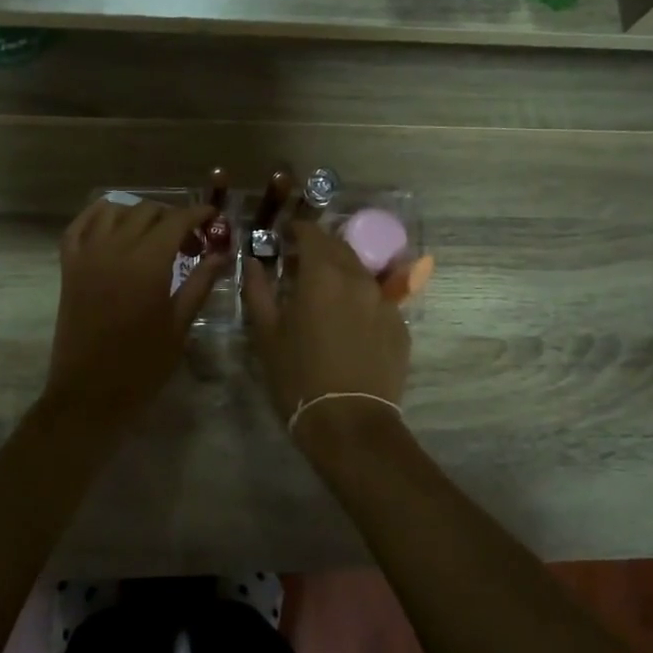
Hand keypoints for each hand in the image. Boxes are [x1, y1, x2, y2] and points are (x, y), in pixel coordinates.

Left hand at [44, 195, 226, 419]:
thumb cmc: (141, 366)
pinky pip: (79, 226)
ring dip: (137, 214)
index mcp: (147, 264)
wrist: (89, 394)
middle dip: (173, 217)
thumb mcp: (179, 325)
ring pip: (113, 210)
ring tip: (153, 234)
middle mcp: (115, 249)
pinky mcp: (68, 267)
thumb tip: (222, 254)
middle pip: (146, 211)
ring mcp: (87, 255)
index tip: (213, 218)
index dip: (198, 214)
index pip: (176, 220)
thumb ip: (200, 283)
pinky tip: (113, 224)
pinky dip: (97, 217)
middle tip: (189, 241)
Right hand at [243, 220, 409, 430]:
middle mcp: (358, 278)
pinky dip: (360, 298)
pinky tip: (348, 321)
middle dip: (319, 248)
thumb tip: (253, 262)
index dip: (296, 230)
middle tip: (300, 264)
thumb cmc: (299, 377)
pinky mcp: (400, 325)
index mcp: (323, 275)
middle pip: (339, 247)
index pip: (311, 233)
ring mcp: (385, 301)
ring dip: (341, 271)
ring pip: (360, 271)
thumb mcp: (267, 334)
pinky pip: (377, 298)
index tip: (283, 237)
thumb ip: (258, 290)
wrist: (350, 422)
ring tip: (324, 292)